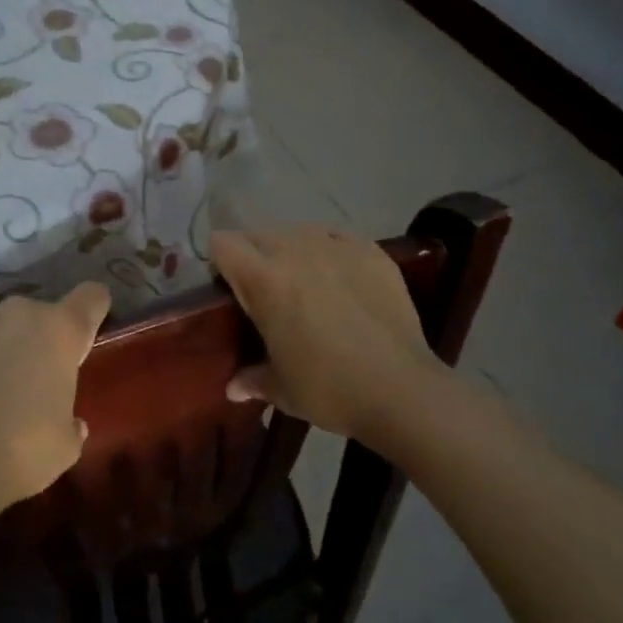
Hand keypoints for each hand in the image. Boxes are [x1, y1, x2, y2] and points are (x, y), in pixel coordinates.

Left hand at [0, 282, 111, 526]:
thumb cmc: (26, 452)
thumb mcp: (67, 443)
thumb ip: (72, 420)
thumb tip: (70, 423)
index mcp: (62, 330)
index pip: (91, 296)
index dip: (92, 311)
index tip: (83, 336)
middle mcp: (20, 311)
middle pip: (38, 314)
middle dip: (36, 339)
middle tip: (29, 381)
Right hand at [212, 227, 440, 443]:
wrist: (402, 390)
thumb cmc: (329, 389)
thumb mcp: (281, 389)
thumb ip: (252, 379)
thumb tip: (234, 388)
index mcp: (264, 279)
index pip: (223, 244)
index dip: (220, 264)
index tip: (228, 291)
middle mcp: (296, 251)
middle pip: (258, 235)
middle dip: (254, 257)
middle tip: (266, 294)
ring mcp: (338, 247)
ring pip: (298, 232)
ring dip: (292, 251)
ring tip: (305, 284)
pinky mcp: (373, 252)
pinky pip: (338, 238)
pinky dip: (330, 252)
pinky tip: (340, 280)